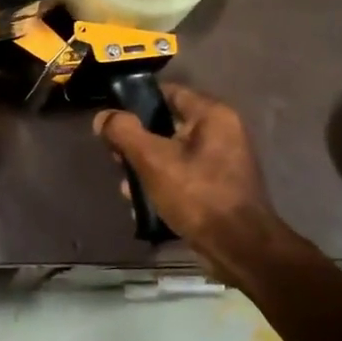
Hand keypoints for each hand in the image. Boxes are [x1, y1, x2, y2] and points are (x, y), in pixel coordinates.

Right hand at [93, 83, 278, 255]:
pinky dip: (164, 185)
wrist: (238, 247)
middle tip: (116, 160)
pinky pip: (184, 176)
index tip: (112, 121)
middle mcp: (223, 132)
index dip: (136, 102)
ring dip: (146, 168)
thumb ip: (124, 132)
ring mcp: (223, 162)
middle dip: (137, 143)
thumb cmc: (197, 195)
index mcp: (213, 115)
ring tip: (128, 188)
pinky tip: (144, 204)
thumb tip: (103, 117)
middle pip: (167, 125)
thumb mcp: (152, 160)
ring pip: (172, 154)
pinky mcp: (219, 187)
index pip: (168, 93)